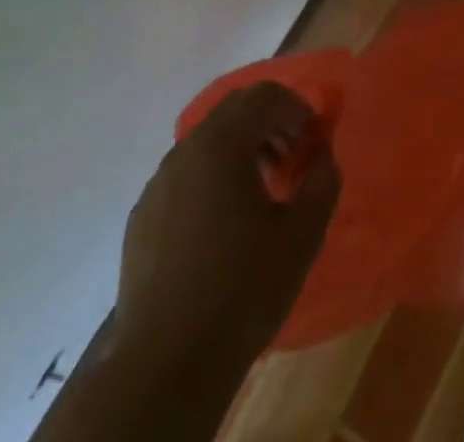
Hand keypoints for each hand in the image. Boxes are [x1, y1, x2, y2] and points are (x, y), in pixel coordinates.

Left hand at [116, 81, 340, 361]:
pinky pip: (185, 178)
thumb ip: (322, 178)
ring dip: (242, 152)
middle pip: (233, 113)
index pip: (264, 95)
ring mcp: (157, 185)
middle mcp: (184, 151)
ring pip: (207, 145)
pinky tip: (225, 227)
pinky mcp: (142, 219)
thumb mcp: (303, 232)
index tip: (314, 141)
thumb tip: (322, 153)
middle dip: (270, 125)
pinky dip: (213, 180)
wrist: (166, 367)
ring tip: (264, 194)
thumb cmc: (243, 288)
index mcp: (220, 143)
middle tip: (294, 160)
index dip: (297, 108)